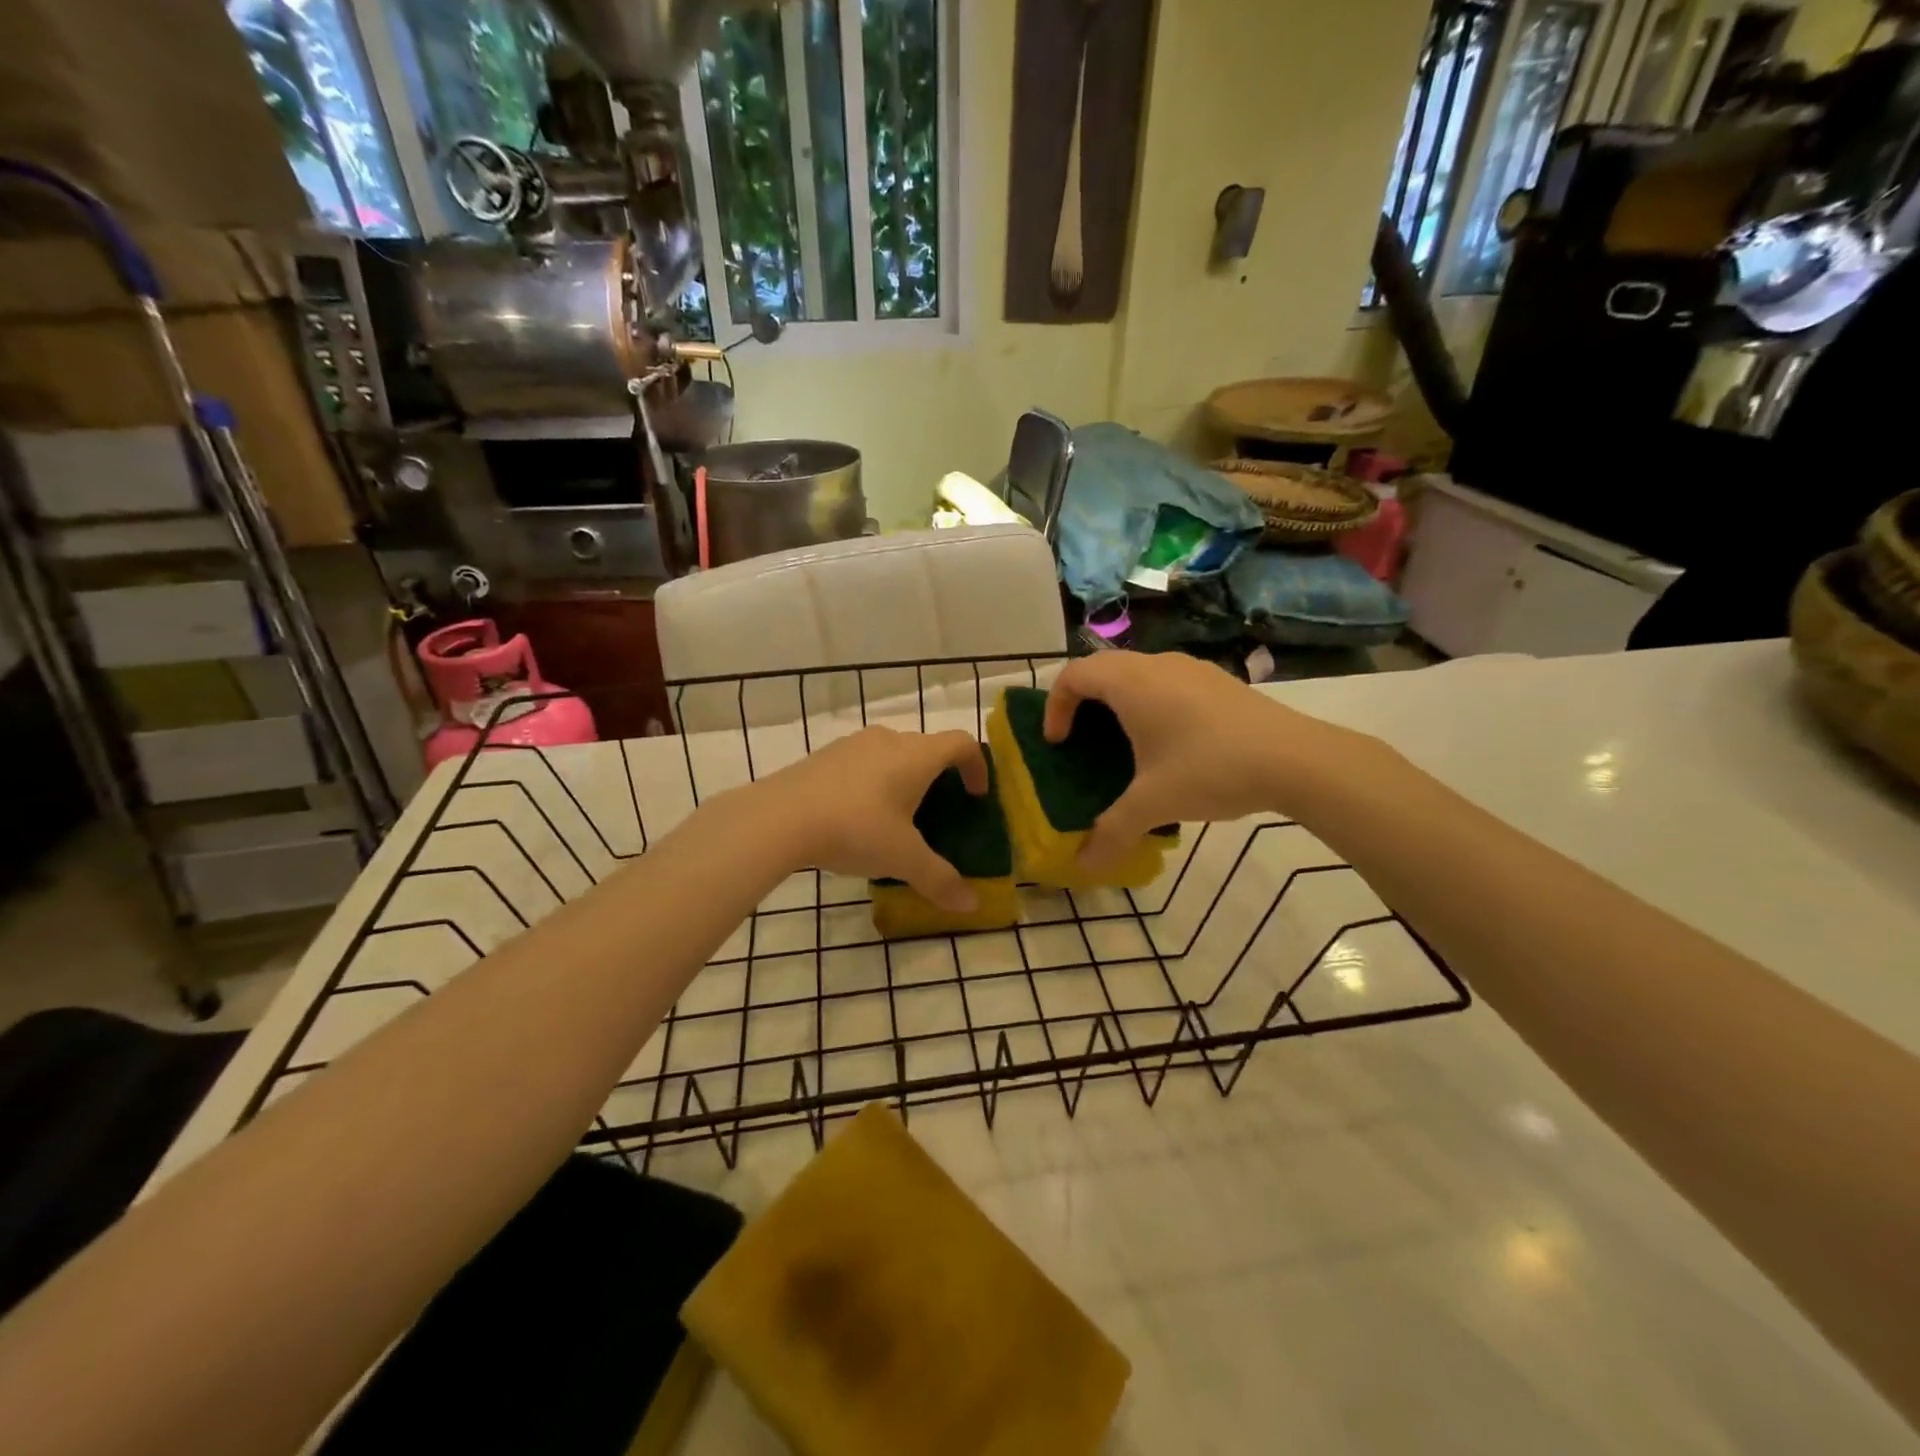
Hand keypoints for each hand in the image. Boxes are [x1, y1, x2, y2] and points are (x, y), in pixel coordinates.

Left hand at [753, 727, 988, 911]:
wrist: (778, 818)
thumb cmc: (854, 829)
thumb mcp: (902, 859)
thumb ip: (939, 879)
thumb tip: (971, 905)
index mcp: (916, 755)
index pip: (962, 743)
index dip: (977, 766)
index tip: (977, 795)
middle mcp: (888, 740)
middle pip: (926, 747)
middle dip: (939, 775)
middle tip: (938, 811)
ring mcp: (853, 744)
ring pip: (892, 753)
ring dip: (903, 777)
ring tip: (897, 815)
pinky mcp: (824, 755)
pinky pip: (863, 762)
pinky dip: (873, 781)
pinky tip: (857, 816)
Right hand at [1043, 651, 1367, 870]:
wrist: (1297, 759)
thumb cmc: (1211, 769)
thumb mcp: (1154, 804)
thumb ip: (1112, 832)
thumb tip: (1083, 866)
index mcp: (1131, 683)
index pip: (1074, 675)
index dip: (1055, 706)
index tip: (1058, 743)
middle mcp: (1157, 665)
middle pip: (1103, 669)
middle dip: (1083, 702)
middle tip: (1082, 741)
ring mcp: (1192, 669)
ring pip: (1138, 673)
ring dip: (1119, 701)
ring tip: (1125, 744)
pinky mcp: (1219, 682)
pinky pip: (1167, 682)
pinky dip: (1151, 703)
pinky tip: (1172, 744)